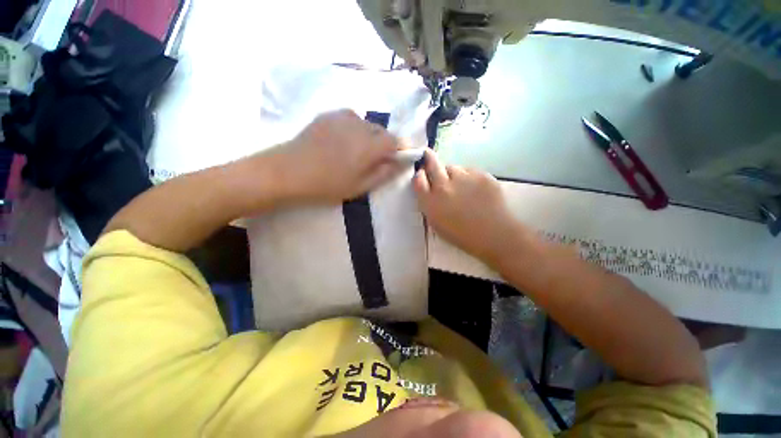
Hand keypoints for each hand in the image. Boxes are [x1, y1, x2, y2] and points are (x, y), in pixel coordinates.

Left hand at [270, 109, 404, 203]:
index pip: (396, 140)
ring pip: (367, 125)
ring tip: (358, 153)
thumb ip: (384, 173)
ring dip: (370, 137)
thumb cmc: (327, 184)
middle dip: (385, 144)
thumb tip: (401, 163)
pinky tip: (343, 143)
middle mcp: (360, 124)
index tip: (398, 159)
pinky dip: (355, 130)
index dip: (401, 149)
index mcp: (370, 145)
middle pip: (383, 131)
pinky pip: (352, 120)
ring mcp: (343, 116)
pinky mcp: (329, 115)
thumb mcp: (360, 186)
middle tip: (376, 161)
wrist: (287, 171)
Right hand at [413, 150, 524, 262]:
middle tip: (428, 155)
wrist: (494, 235)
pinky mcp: (481, 175)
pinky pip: (469, 170)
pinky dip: (468, 177)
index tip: (422, 174)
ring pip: (453, 167)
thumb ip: (429, 204)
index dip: (419, 175)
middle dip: (429, 158)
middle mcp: (444, 186)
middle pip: (432, 164)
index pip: (418, 179)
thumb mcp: (437, 224)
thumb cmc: (462, 235)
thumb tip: (428, 189)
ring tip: (460, 185)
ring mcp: (463, 178)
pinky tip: (474, 189)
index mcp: (431, 202)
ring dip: (452, 173)